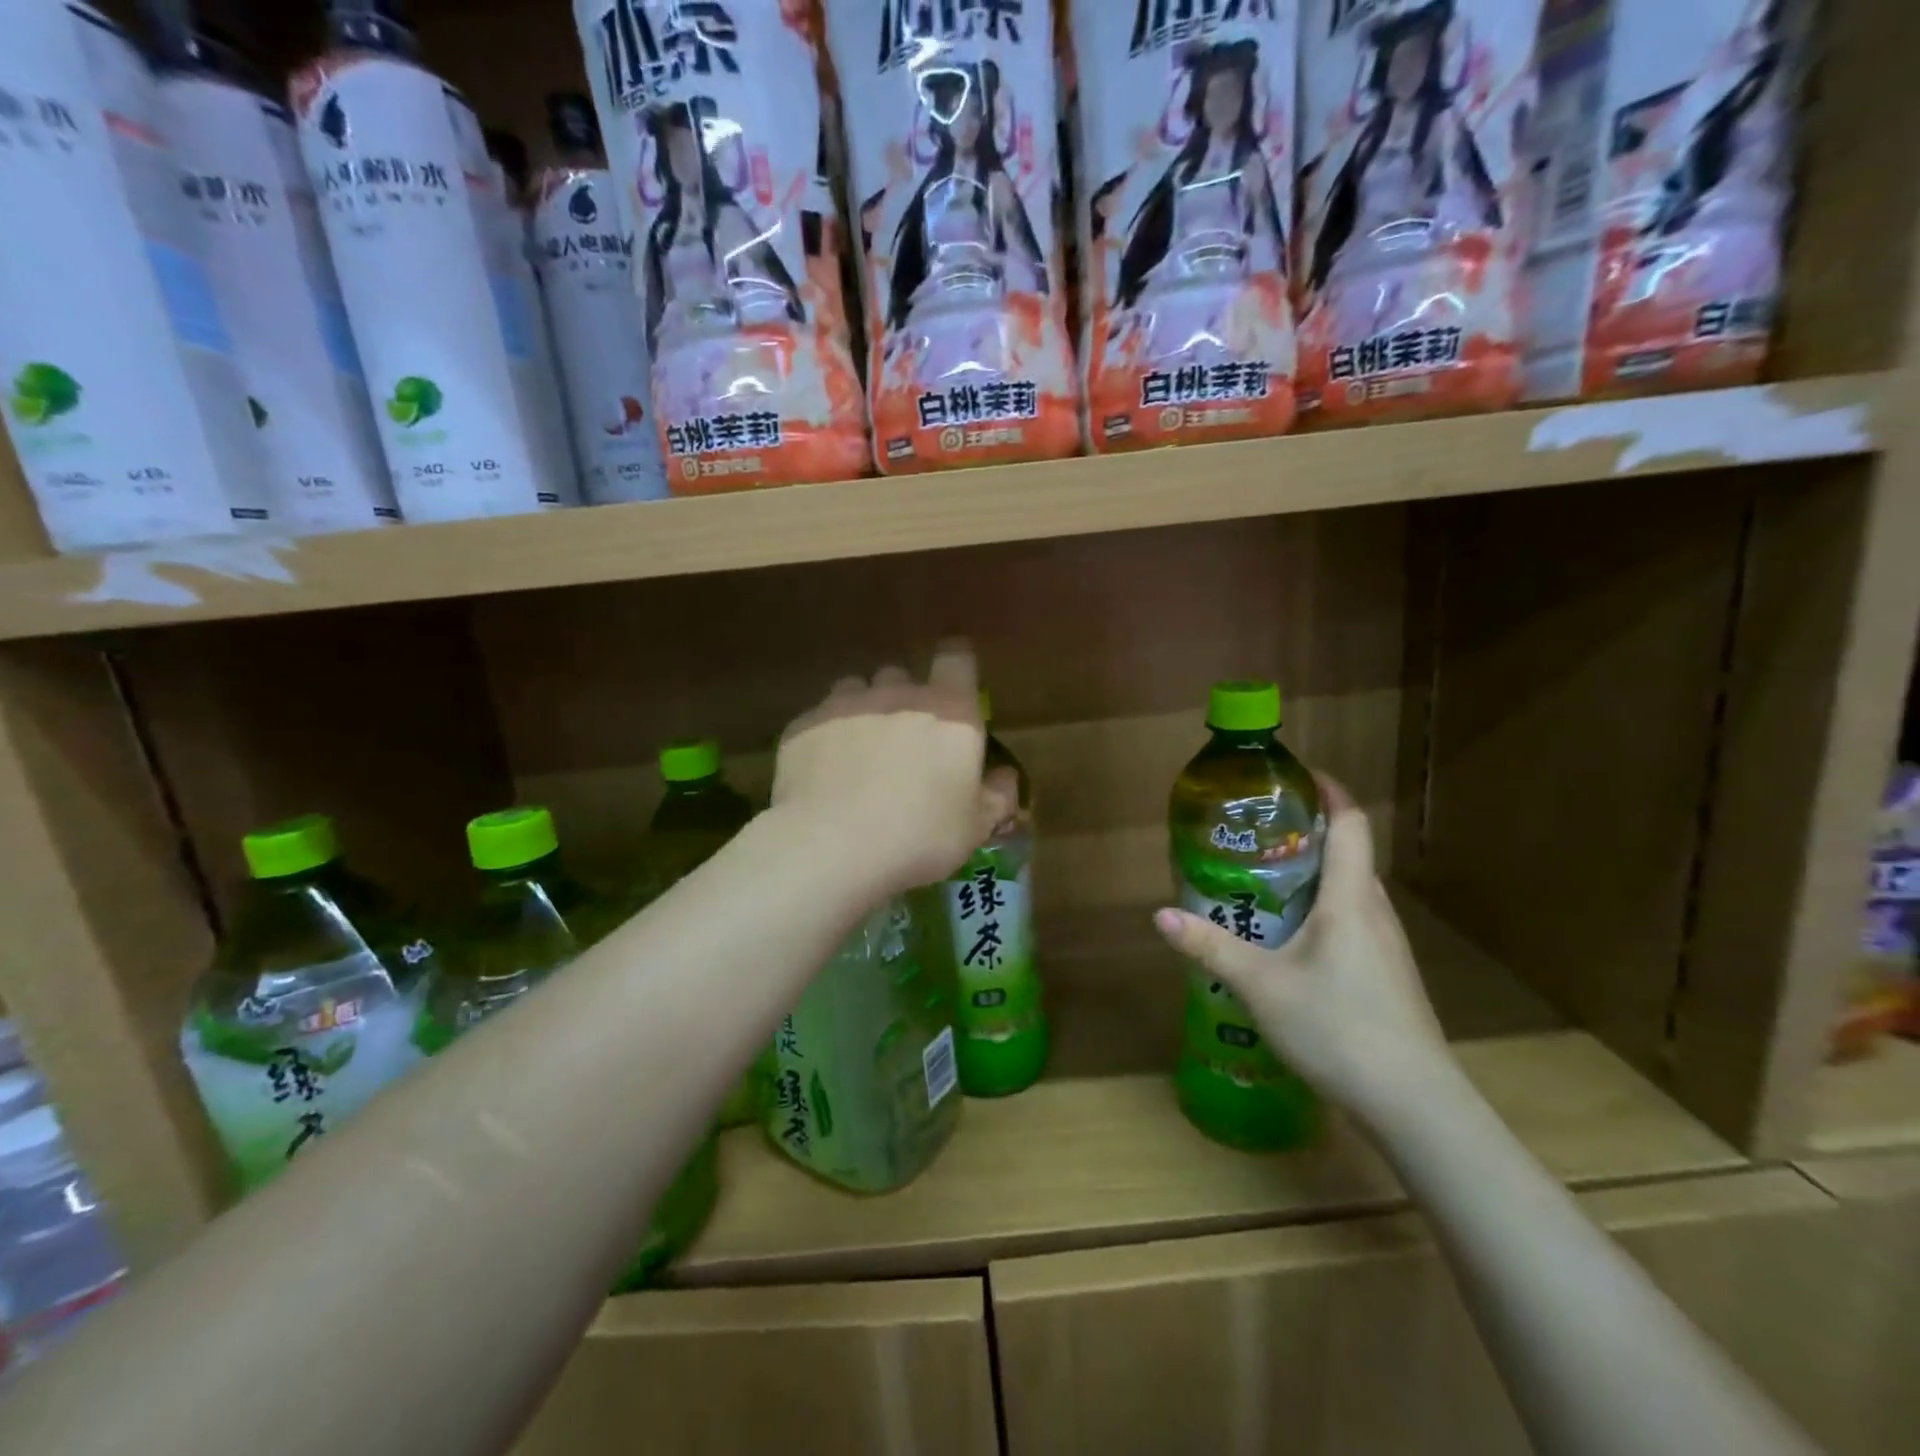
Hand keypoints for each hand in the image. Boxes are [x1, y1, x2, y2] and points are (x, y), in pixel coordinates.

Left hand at [772, 642, 1017, 898]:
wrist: (831, 845)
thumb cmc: (919, 835)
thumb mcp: (974, 828)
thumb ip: (996, 797)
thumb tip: (1005, 777)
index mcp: (949, 711)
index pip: (957, 658)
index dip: (957, 664)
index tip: (954, 681)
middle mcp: (897, 694)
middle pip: (900, 675)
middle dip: (903, 697)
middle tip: (903, 738)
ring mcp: (844, 705)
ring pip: (855, 689)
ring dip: (861, 710)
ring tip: (858, 751)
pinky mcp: (803, 725)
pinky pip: (818, 719)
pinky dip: (824, 737)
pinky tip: (822, 773)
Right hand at [1152, 776, 1456, 1129]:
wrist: (1414, 1105)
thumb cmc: (1338, 1028)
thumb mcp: (1261, 986)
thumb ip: (1211, 947)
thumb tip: (1160, 916)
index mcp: (1350, 899)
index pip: (1350, 824)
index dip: (1329, 791)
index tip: (1296, 775)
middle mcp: (1374, 912)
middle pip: (1350, 854)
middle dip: (1310, 832)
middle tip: (1259, 831)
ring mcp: (1387, 946)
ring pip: (1351, 890)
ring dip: (1316, 874)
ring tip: (1266, 878)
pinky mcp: (1388, 975)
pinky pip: (1354, 921)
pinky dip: (1323, 909)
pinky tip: (1291, 938)